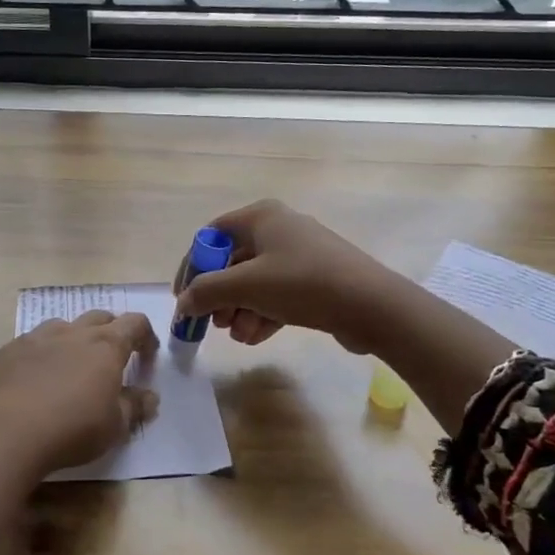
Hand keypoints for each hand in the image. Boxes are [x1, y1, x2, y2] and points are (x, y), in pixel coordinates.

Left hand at [0, 311, 159, 477]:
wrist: (9, 433)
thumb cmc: (73, 428)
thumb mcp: (115, 426)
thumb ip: (135, 406)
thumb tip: (150, 397)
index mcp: (105, 346)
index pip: (135, 323)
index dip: (145, 336)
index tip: (146, 356)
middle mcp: (73, 332)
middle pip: (100, 317)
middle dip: (111, 332)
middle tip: (111, 359)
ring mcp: (37, 337)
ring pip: (63, 326)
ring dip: (74, 339)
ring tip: (71, 366)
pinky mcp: (9, 350)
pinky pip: (31, 344)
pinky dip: (41, 355)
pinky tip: (35, 379)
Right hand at [172, 200, 403, 352]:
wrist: (372, 305)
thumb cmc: (302, 283)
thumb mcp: (246, 286)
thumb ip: (206, 292)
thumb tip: (183, 303)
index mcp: (261, 217)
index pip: (211, 236)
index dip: (193, 267)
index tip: (185, 299)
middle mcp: (279, 229)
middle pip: (233, 262)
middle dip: (220, 296)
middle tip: (214, 324)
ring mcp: (300, 255)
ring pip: (255, 282)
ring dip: (241, 310)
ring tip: (240, 336)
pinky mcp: (316, 280)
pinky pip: (277, 294)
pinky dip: (263, 314)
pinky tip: (256, 338)